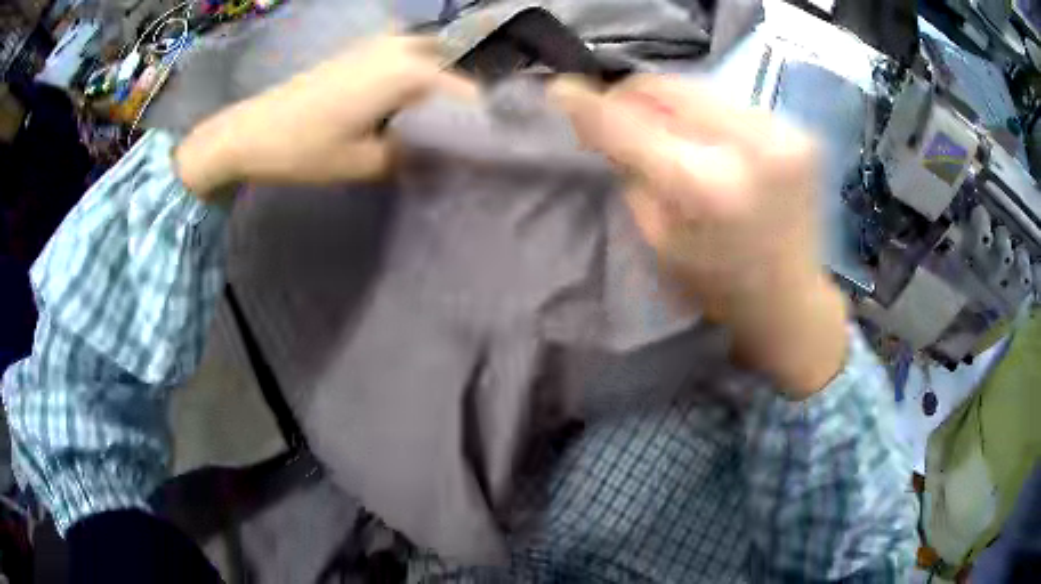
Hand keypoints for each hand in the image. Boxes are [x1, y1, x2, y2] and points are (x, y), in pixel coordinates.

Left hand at [175, 35, 474, 197]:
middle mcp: (405, 47)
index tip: (488, 152)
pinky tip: (411, 107)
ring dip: (443, 90)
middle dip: (465, 105)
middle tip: (463, 140)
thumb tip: (448, 157)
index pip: (470, 96)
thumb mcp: (366, 163)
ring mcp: (383, 43)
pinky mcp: (365, 49)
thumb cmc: (305, 148)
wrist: (251, 130)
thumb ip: (416, 157)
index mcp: (411, 72)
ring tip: (439, 126)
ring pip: (436, 61)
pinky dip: (421, 78)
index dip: (483, 124)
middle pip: (457, 73)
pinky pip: (411, 57)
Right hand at [550, 75, 847, 396]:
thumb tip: (600, 115)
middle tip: (617, 112)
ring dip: (672, 103)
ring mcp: (781, 131)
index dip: (589, 102)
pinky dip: (708, 113)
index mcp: (706, 185)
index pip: (631, 123)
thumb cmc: (718, 284)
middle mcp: (749, 145)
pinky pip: (732, 102)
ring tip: (666, 128)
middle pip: (668, 87)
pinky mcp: (798, 130)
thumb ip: (630, 169)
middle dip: (633, 96)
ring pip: (700, 87)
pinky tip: (707, 139)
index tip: (560, 90)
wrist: (792, 299)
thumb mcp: (658, 237)